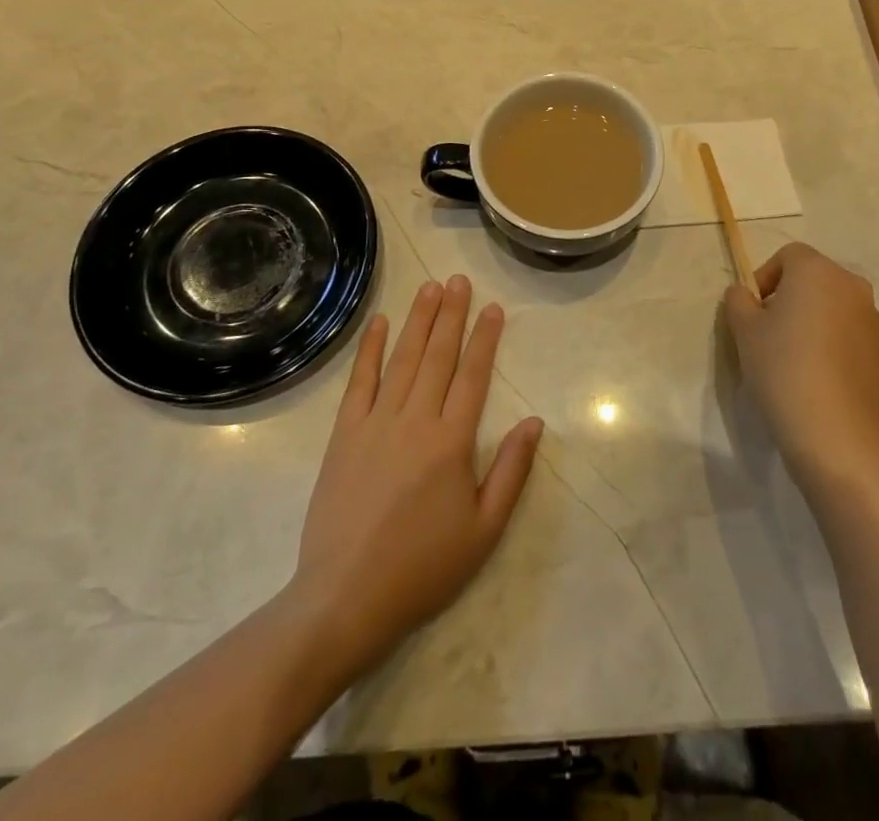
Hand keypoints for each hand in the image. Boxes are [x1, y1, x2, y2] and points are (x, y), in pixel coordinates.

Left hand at [291, 276, 543, 677]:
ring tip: (430, 287)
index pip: (473, 375)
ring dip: (418, 320)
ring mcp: (375, 423)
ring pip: (402, 359)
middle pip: (438, 355)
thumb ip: (511, 471)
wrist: (345, 598)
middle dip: (452, 314)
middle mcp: (415, 420)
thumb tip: (534, 422)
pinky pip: (359, 381)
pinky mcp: (343, 434)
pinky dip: (369, 349)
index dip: (484, 338)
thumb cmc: (423, 568)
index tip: (493, 307)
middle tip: (460, 280)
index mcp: (452, 442)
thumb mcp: (484, 531)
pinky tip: (379, 322)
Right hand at [722, 242, 878, 486]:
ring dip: (813, 320)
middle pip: (814, 279)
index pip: (789, 256)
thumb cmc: (782, 368)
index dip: (765, 277)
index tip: (752, 311)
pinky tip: (817, 376)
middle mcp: (852, 286)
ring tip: (793, 357)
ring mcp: (873, 320)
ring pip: (834, 307)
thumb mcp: (743, 330)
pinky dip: (832, 343)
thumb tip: (745, 294)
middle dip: (789, 297)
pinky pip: (850, 334)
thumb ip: (739, 300)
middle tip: (768, 332)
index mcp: (817, 271)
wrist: (836, 432)